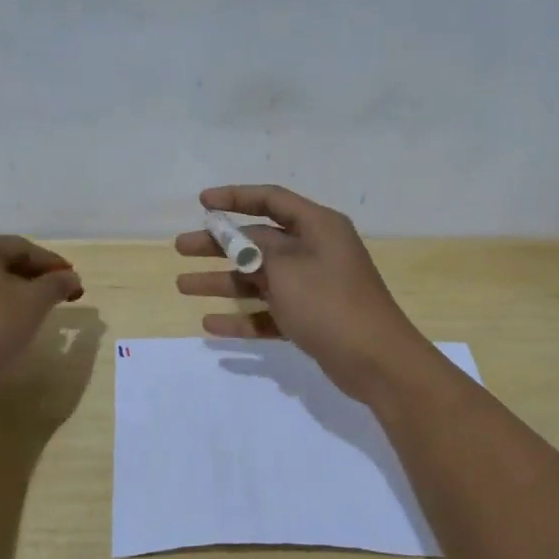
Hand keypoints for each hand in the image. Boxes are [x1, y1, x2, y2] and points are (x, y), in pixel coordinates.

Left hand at [0, 236, 83, 395]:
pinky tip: (9, 327)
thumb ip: (56, 284)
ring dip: (16, 295)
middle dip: (35, 278)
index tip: (75, 281)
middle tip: (60, 296)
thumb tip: (70, 277)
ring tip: (39, 312)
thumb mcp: (34, 303)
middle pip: (3, 263)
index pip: (23, 247)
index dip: (53, 263)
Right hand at [175, 185, 430, 399]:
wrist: (377, 361)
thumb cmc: (330, 303)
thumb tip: (237, 238)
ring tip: (182, 285)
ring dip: (223, 282)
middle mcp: (315, 251)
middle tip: (181, 247)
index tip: (202, 202)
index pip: (272, 200)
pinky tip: (210, 324)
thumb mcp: (287, 268)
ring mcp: (312, 287)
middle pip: (258, 241)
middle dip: (219, 244)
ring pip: (259, 278)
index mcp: (318, 226)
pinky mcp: (310, 319)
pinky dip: (242, 317)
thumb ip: (255, 249)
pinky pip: (269, 312)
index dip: (235, 197)